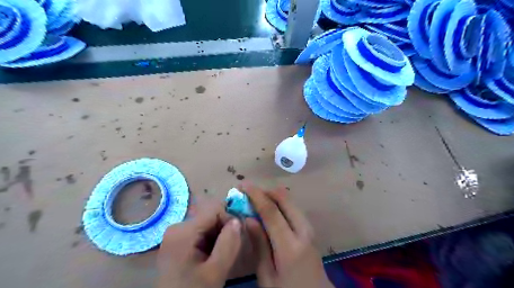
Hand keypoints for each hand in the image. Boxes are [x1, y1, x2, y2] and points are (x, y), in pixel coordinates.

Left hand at [155, 200, 241, 287]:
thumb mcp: (215, 272)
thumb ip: (228, 244)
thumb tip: (238, 220)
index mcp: (183, 230)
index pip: (214, 209)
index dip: (230, 219)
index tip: (239, 236)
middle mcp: (178, 227)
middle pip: (210, 217)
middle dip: (225, 230)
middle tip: (233, 248)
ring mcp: (177, 235)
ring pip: (207, 225)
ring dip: (219, 237)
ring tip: (223, 255)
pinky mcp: (178, 242)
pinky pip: (201, 234)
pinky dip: (212, 242)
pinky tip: (213, 257)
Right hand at [243, 184, 335, 287]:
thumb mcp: (267, 275)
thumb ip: (259, 244)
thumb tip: (248, 217)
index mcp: (290, 246)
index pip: (271, 212)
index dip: (256, 196)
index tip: (243, 185)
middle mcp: (303, 231)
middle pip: (285, 199)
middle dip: (265, 191)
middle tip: (249, 192)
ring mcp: (309, 228)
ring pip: (291, 201)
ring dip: (273, 196)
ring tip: (256, 200)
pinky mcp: (310, 229)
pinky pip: (294, 208)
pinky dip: (280, 203)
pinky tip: (270, 209)